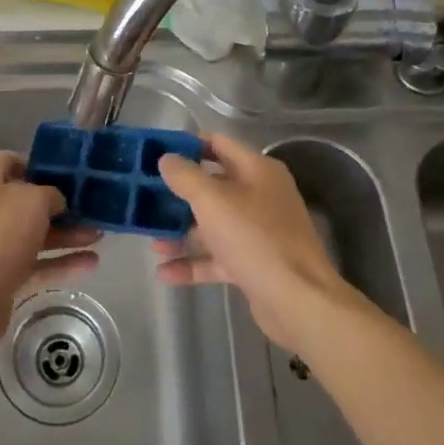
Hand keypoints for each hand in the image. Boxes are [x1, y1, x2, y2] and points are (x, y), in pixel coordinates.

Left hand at [0, 151, 100, 341]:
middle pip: (26, 202)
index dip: (36, 164)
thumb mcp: (33, 200)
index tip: (65, 173)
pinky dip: (61, 263)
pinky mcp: (2, 276)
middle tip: (89, 208)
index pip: (8, 161)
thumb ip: (51, 194)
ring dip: (66, 235)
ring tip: (99, 236)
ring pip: (35, 235)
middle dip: (60, 206)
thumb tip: (56, 203)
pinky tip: (91, 264)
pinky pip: (36, 264)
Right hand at [155, 134, 351, 351]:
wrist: (298, 300)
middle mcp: (260, 195)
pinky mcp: (254, 263)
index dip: (186, 146)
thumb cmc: (255, 238)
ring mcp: (258, 231)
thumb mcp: (213, 200)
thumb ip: (186, 176)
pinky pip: (217, 257)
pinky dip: (193, 263)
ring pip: (212, 224)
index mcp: (257, 170)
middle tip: (146, 199)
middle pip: (212, 186)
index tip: (154, 154)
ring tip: (153, 243)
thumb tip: (167, 158)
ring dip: (182, 232)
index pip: (217, 144)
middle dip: (178, 195)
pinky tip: (164, 273)